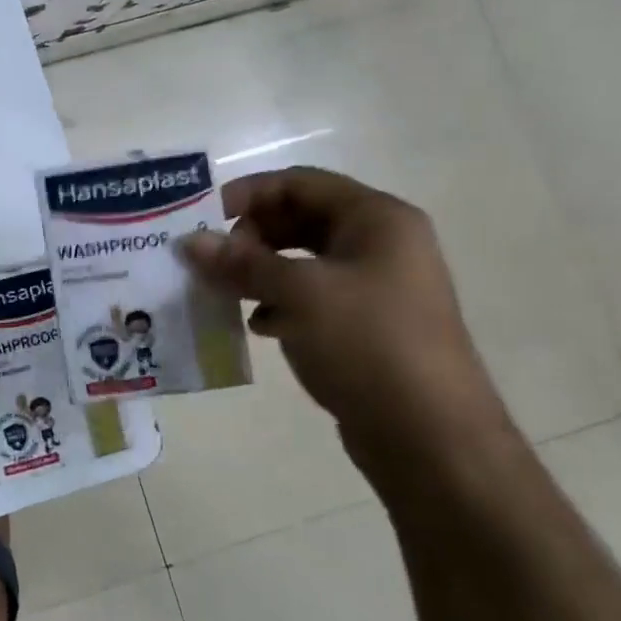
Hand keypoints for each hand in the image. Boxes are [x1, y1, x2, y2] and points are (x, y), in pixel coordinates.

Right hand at [179, 166, 507, 483]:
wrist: (431, 437)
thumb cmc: (368, 344)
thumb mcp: (299, 294)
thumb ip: (241, 262)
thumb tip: (190, 241)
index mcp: (377, 219)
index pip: (299, 183)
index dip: (247, 194)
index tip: (201, 219)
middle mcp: (380, 244)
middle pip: (299, 219)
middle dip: (250, 236)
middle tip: (210, 260)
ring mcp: (375, 287)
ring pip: (301, 261)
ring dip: (258, 271)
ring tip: (222, 292)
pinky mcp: (365, 325)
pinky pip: (310, 297)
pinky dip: (278, 303)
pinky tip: (258, 326)